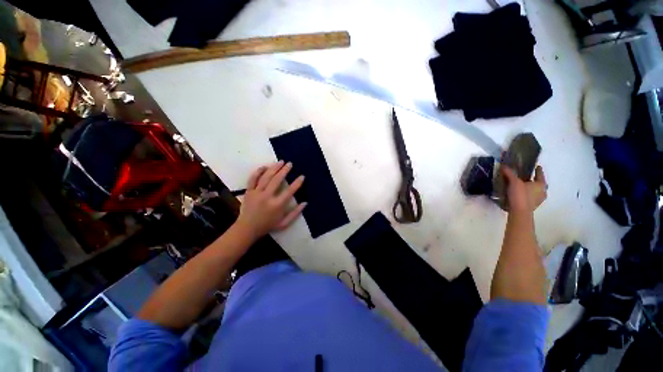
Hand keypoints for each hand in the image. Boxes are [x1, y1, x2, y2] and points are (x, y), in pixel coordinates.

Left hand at [235, 161, 305, 239]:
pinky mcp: (248, 192)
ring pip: (266, 177)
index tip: (302, 176)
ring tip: (280, 162)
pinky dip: (258, 172)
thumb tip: (305, 203)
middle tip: (290, 164)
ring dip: (274, 168)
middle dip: (284, 170)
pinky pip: (252, 179)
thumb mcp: (284, 223)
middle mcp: (267, 197)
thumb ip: (295, 213)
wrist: (247, 228)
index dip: (297, 183)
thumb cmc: (268, 226)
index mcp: (277, 205)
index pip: (289, 191)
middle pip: (277, 180)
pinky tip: (264, 167)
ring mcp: (256, 193)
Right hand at [501, 165, 546, 212]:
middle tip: (529, 177)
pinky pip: (530, 197)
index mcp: (541, 184)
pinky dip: (527, 194)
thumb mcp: (513, 182)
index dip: (538, 170)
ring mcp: (538, 200)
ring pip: (535, 191)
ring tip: (523, 186)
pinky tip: (520, 194)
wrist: (519, 212)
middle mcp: (542, 192)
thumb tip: (503, 165)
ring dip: (530, 188)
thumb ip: (509, 173)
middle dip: (534, 180)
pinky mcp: (532, 206)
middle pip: (539, 184)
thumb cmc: (520, 195)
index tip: (537, 166)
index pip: (540, 175)